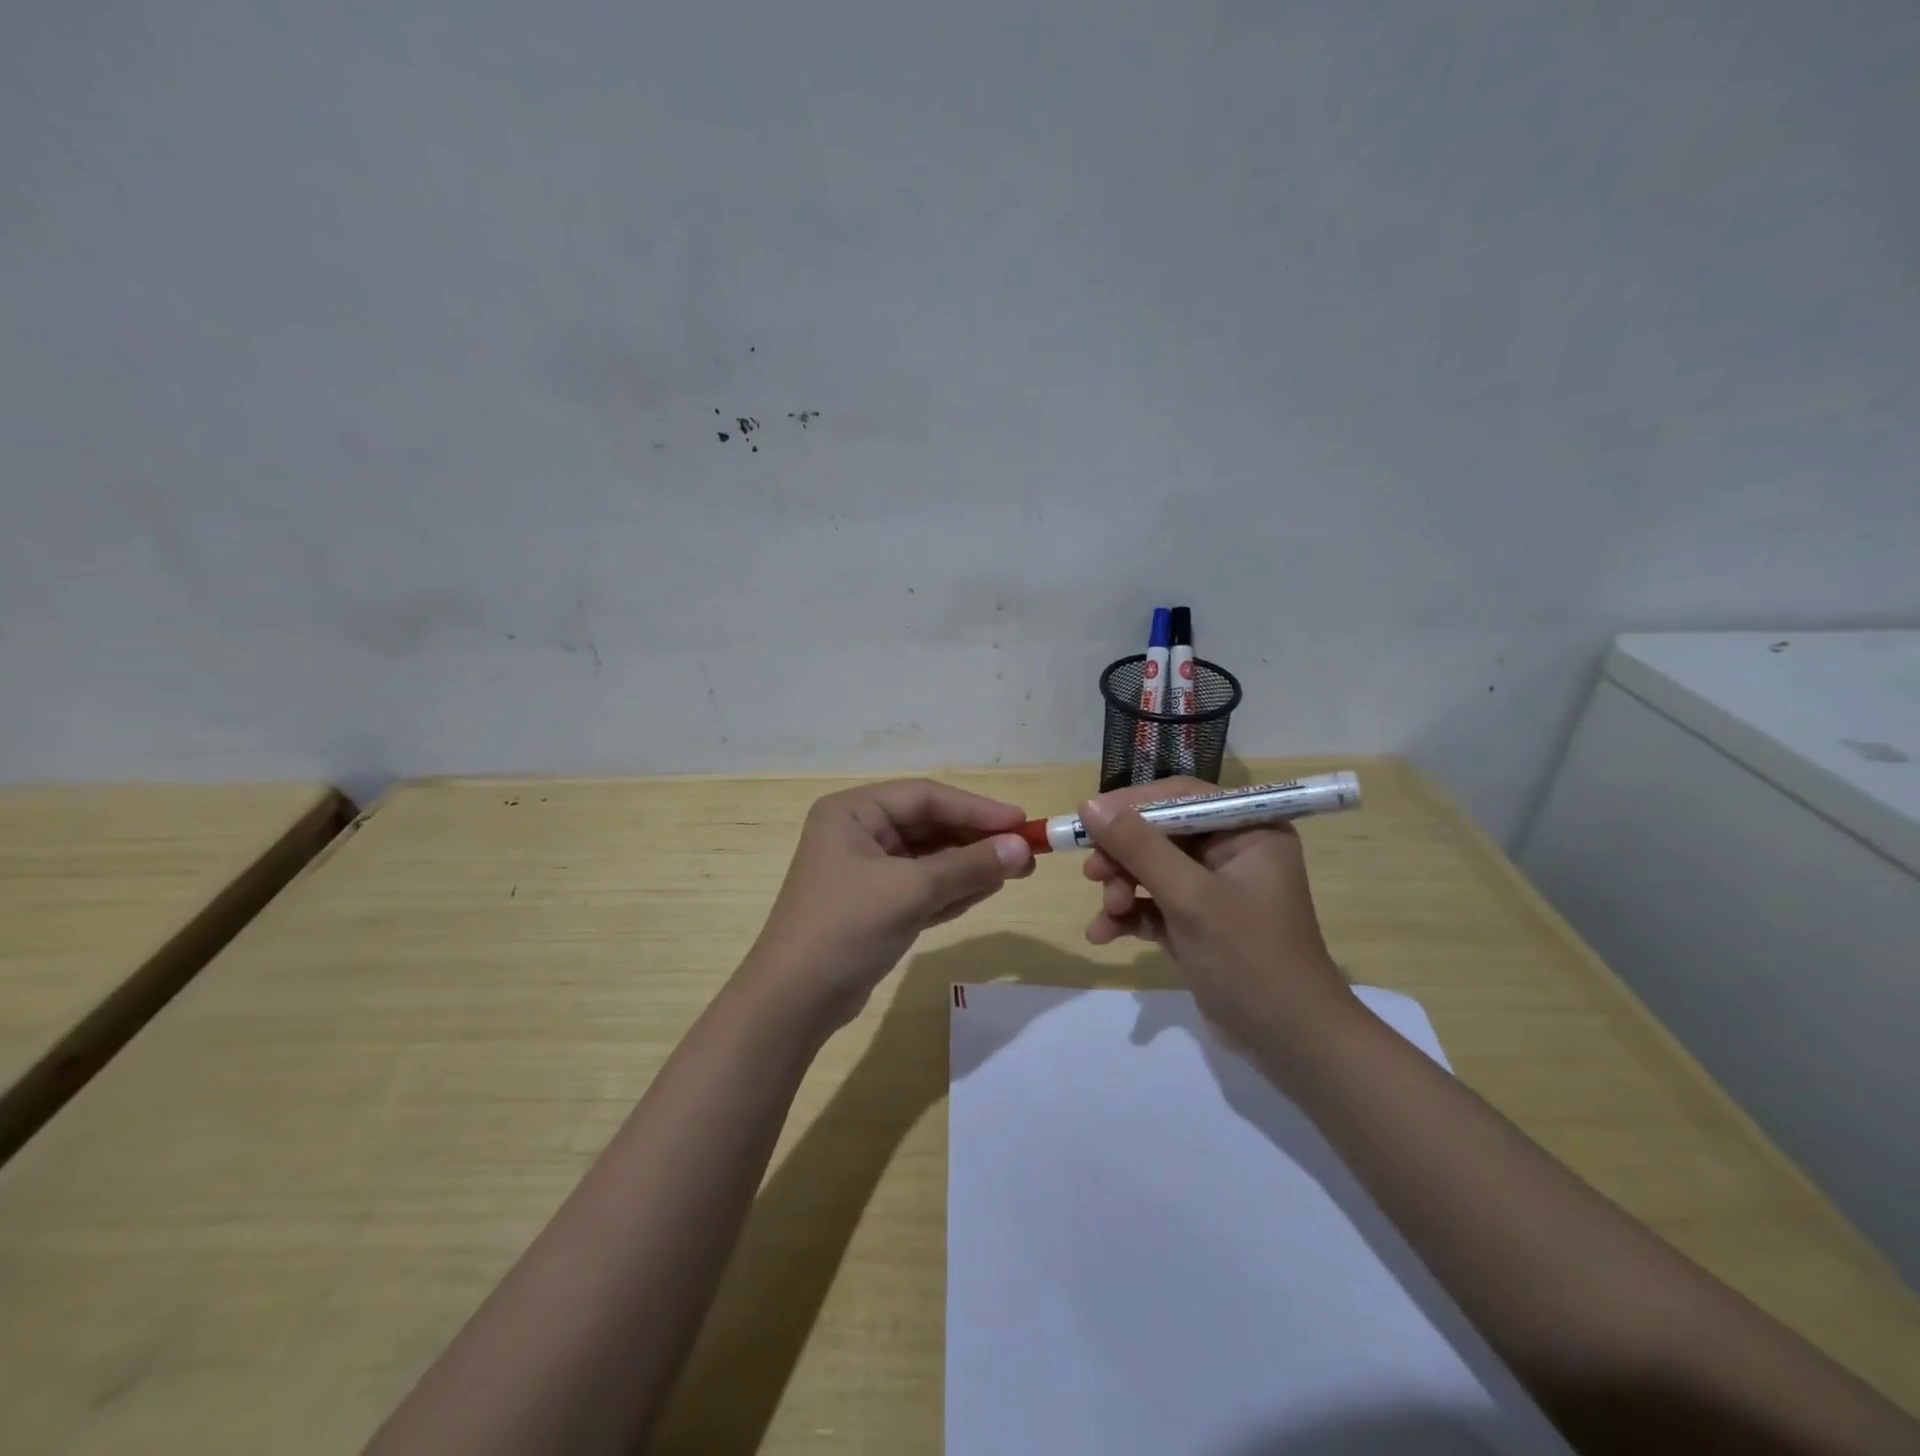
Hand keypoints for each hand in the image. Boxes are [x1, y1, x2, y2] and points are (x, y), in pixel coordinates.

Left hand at [744, 779, 1035, 1031]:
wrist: (794, 1002)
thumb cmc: (846, 928)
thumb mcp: (910, 891)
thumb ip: (968, 866)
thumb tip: (1022, 849)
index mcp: (852, 812)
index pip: (925, 797)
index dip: (976, 808)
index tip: (1021, 822)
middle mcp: (857, 833)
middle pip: (929, 825)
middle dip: (976, 840)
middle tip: (1025, 852)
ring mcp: (866, 871)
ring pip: (929, 858)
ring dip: (970, 865)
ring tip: (1017, 871)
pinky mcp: (875, 905)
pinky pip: (923, 887)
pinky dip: (953, 889)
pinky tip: (988, 890)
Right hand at [1078, 778, 1350, 1055]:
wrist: (1290, 1043)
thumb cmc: (1249, 958)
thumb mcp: (1190, 897)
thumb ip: (1139, 847)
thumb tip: (1089, 805)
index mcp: (1248, 830)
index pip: (1181, 797)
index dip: (1131, 805)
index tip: (1089, 820)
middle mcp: (1232, 851)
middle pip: (1159, 833)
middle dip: (1123, 857)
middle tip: (1093, 874)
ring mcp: (1214, 888)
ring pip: (1150, 869)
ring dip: (1122, 889)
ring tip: (1108, 914)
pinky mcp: (1197, 922)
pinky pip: (1153, 903)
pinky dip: (1129, 916)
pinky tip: (1103, 934)